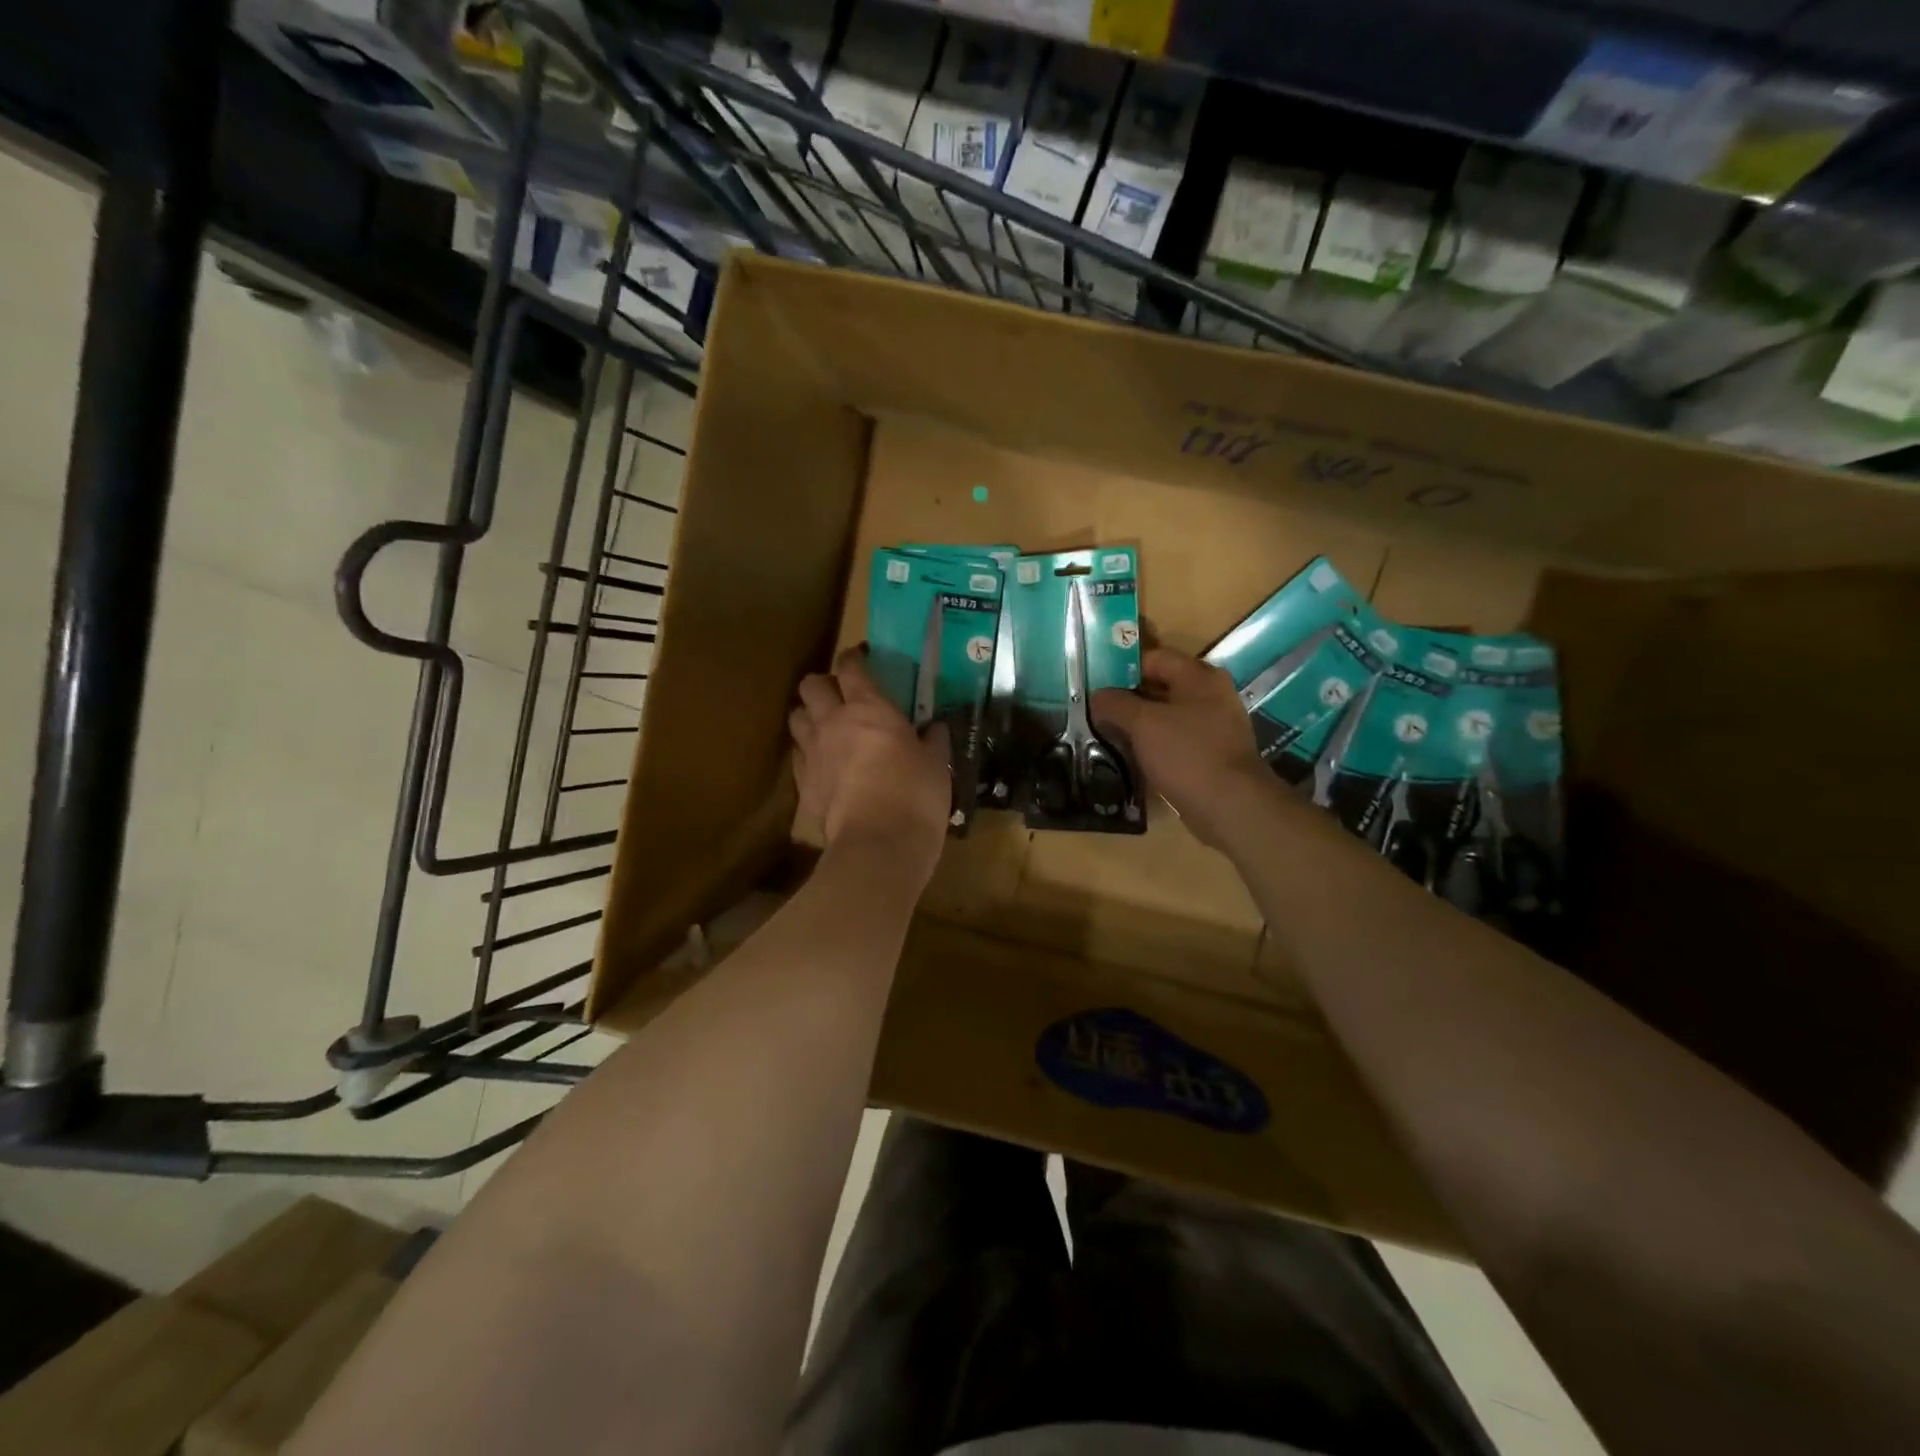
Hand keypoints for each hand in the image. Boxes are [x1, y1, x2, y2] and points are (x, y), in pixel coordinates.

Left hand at [790, 647, 951, 879]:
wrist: (878, 845)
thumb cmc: (915, 795)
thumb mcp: (936, 764)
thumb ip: (933, 740)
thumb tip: (935, 727)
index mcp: (869, 708)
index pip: (851, 668)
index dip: (854, 659)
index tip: (862, 659)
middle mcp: (833, 722)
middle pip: (811, 685)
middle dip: (823, 684)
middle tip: (840, 694)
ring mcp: (813, 753)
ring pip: (796, 717)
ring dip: (808, 715)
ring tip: (825, 726)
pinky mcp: (803, 785)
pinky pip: (798, 755)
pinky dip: (807, 752)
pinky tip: (823, 763)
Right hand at [1092, 646, 1269, 848]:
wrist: (1230, 806)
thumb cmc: (1186, 753)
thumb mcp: (1143, 723)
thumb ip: (1115, 704)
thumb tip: (1096, 697)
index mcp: (1199, 677)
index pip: (1154, 658)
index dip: (1122, 667)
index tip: (1094, 683)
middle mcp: (1210, 696)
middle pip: (1159, 688)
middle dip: (1126, 699)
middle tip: (1094, 711)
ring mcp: (1213, 727)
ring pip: (1165, 718)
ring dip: (1137, 726)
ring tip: (1105, 735)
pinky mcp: (1210, 755)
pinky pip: (1174, 743)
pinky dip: (1152, 747)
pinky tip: (1129, 759)